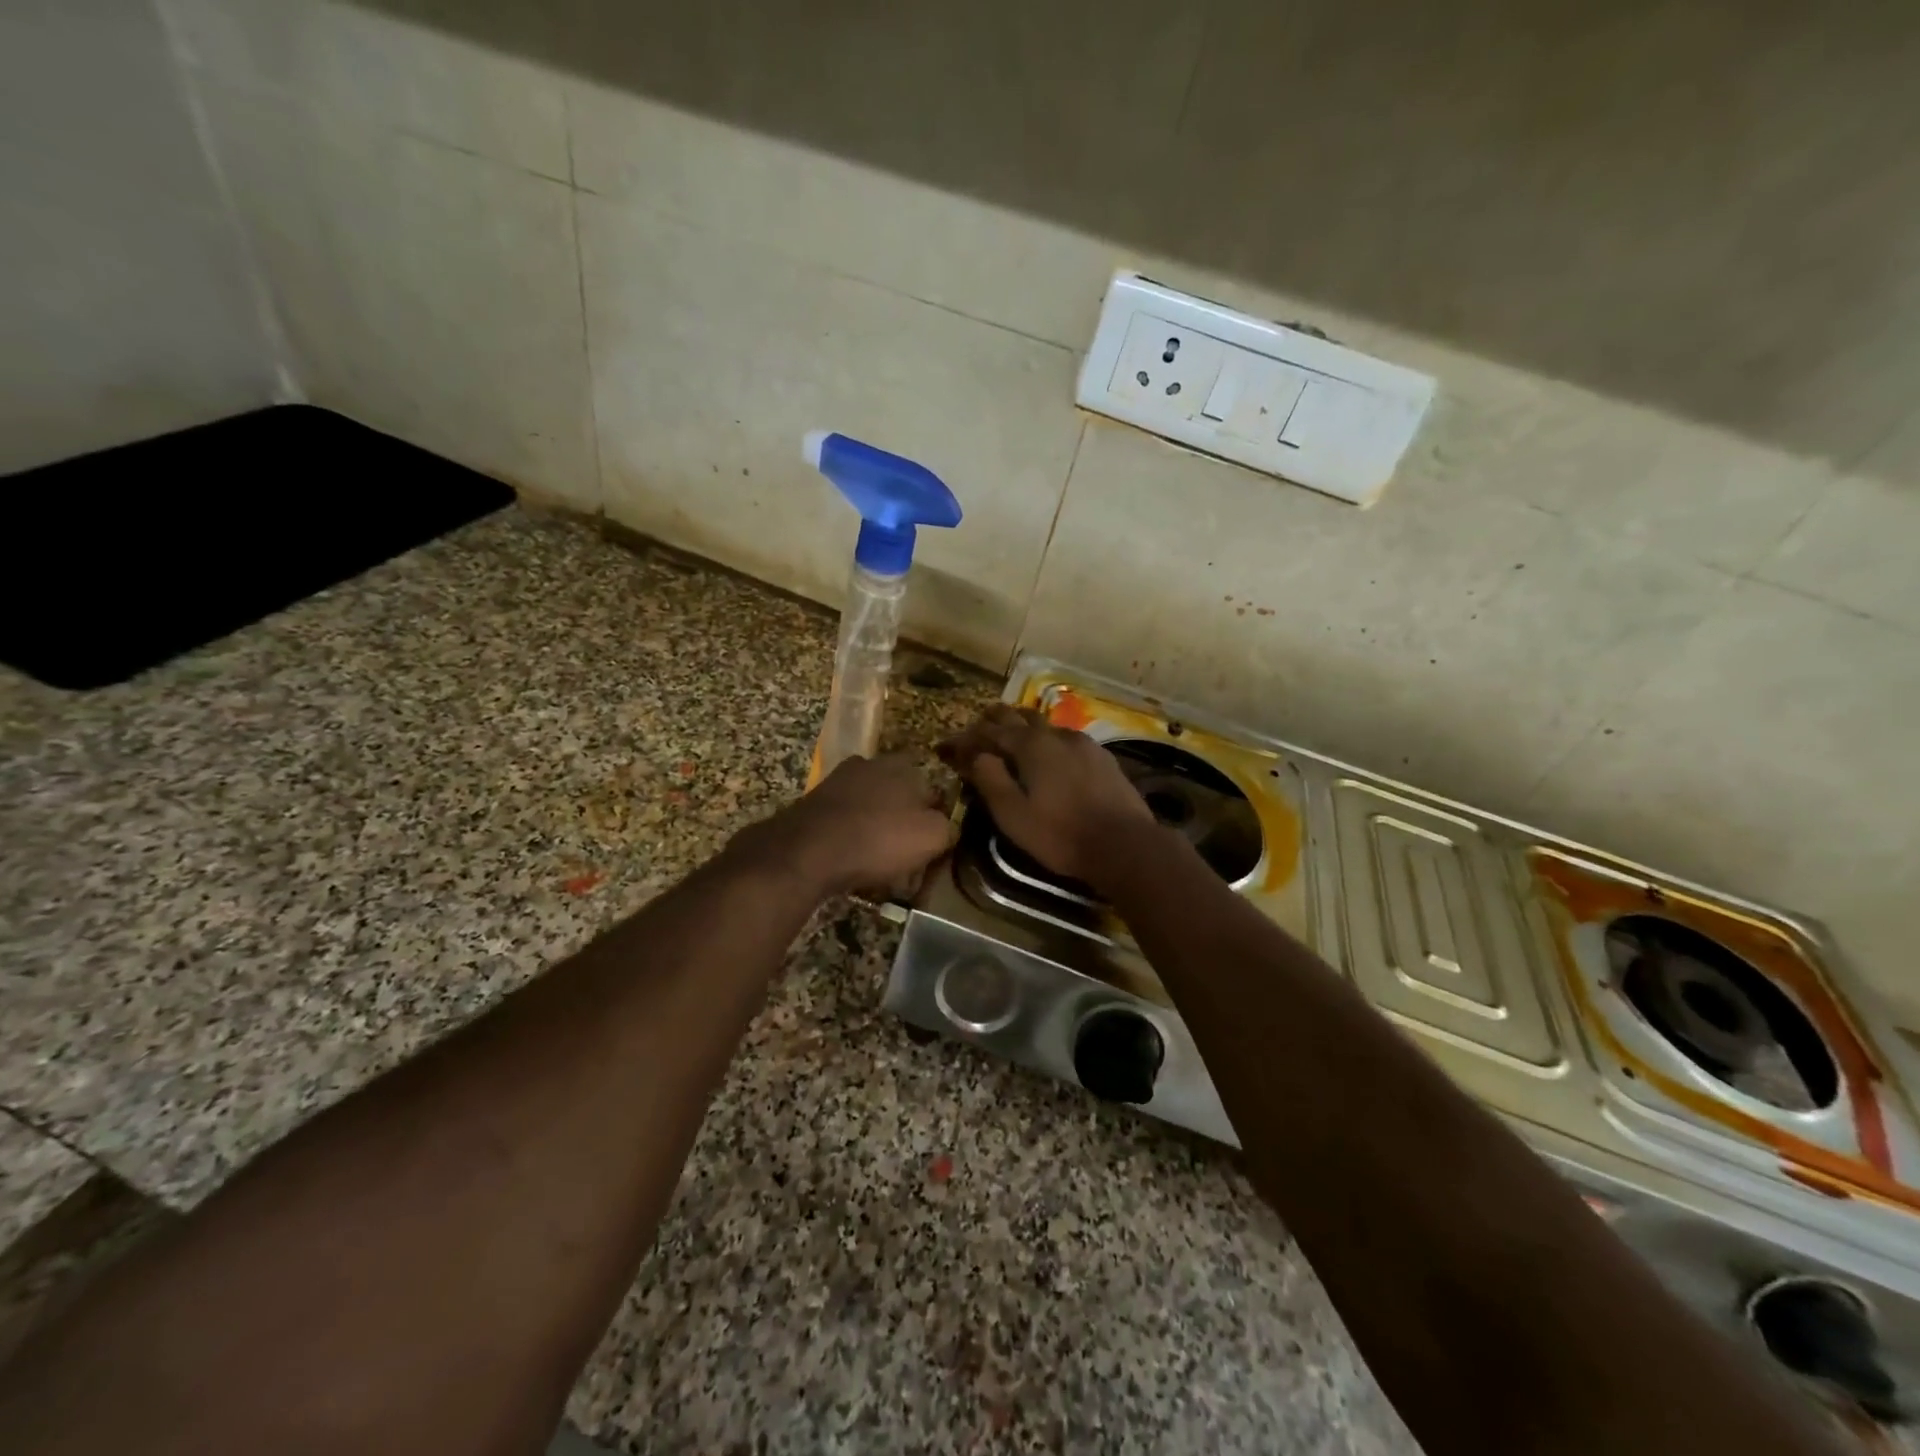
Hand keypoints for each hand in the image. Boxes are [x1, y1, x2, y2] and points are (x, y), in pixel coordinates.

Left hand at [744, 753, 955, 897]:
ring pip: (872, 809)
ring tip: (879, 866)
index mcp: (905, 765)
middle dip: (905, 825)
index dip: (938, 821)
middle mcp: (872, 763)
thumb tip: (948, 826)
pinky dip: (851, 838)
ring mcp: (839, 780)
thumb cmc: (878, 840)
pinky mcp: (815, 801)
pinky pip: (846, 821)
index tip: (934, 848)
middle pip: (901, 798)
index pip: (934, 791)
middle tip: (907, 860)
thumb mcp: (933, 837)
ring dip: (877, 832)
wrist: (807, 851)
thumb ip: (949, 827)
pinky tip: (852, 861)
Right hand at [939, 705, 1152, 885]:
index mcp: (1030, 745)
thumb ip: (990, 780)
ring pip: (1045, 725)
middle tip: (979, 728)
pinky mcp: (1102, 757)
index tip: (948, 746)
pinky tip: (1051, 755)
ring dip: (1023, 727)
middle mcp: (1056, 735)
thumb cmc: (1060, 834)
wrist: (1124, 845)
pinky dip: (1047, 740)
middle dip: (995, 720)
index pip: (990, 731)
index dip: (966, 738)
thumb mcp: (1013, 814)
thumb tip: (975, 755)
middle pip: (1019, 717)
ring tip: (1012, 737)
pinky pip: (1065, 739)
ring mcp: (1083, 743)